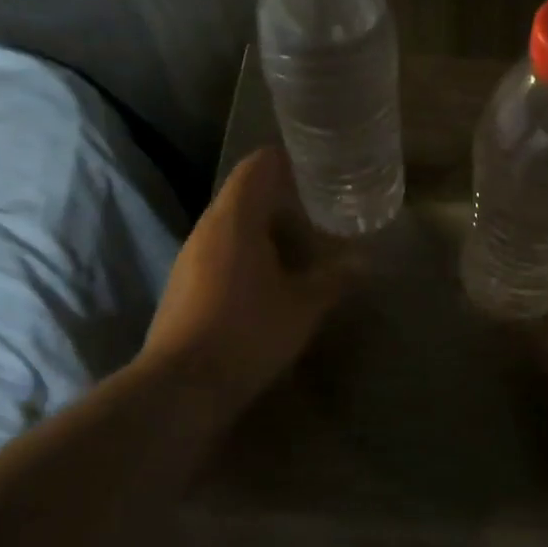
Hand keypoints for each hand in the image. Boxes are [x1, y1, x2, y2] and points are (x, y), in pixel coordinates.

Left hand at [141, 147, 350, 406]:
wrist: (182, 386)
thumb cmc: (248, 332)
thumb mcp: (304, 306)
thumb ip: (335, 279)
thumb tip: (365, 262)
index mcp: (235, 219)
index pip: (257, 166)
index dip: (286, 160)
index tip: (316, 167)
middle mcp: (207, 228)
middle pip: (244, 194)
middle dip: (281, 197)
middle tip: (319, 208)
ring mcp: (189, 257)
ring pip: (231, 226)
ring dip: (264, 228)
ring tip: (301, 243)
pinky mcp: (183, 285)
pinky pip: (220, 252)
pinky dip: (247, 252)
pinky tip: (270, 278)